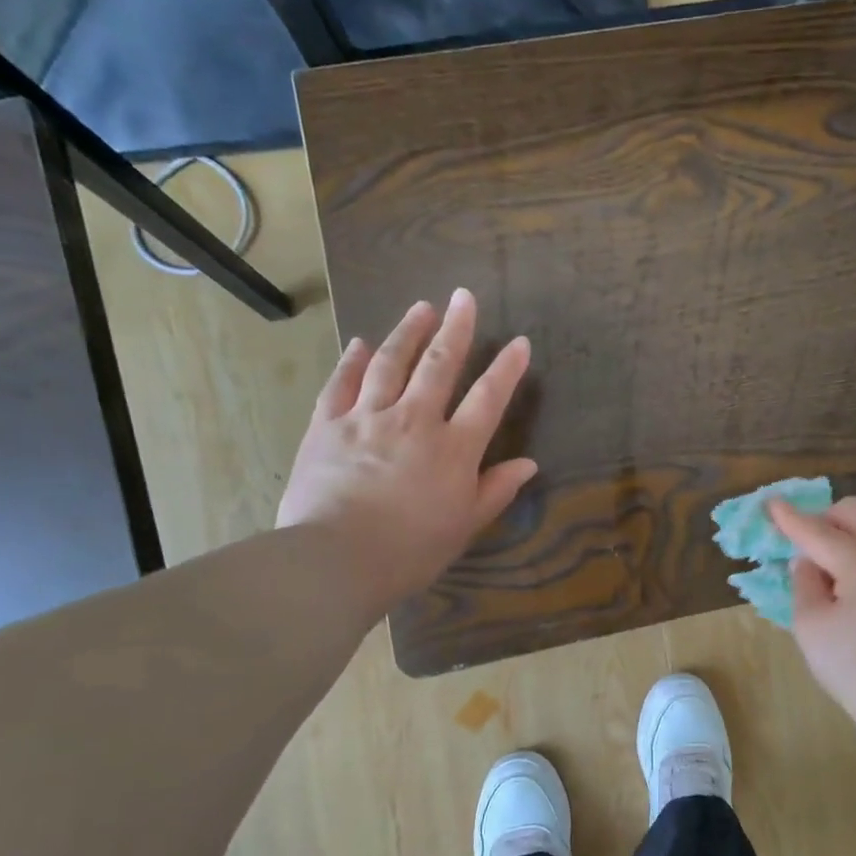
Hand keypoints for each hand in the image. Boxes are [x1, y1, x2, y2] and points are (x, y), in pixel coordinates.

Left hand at [277, 289, 537, 608]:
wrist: (336, 559)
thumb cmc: (411, 550)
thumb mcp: (465, 526)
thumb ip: (496, 490)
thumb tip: (528, 464)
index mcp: (453, 449)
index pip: (488, 399)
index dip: (506, 369)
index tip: (519, 342)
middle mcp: (413, 421)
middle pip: (439, 365)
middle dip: (455, 328)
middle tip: (463, 296)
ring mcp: (366, 418)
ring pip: (390, 363)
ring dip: (407, 333)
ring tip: (421, 308)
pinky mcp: (326, 426)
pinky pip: (341, 384)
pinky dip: (352, 361)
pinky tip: (360, 343)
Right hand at [770, 497, 855, 738]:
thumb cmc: (854, 667)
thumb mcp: (810, 625)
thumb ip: (804, 582)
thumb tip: (808, 560)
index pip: (817, 531)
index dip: (789, 517)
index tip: (769, 502)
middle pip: (854, 512)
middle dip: (823, 518)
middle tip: (802, 544)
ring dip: (844, 534)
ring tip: (825, 571)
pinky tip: (849, 584)